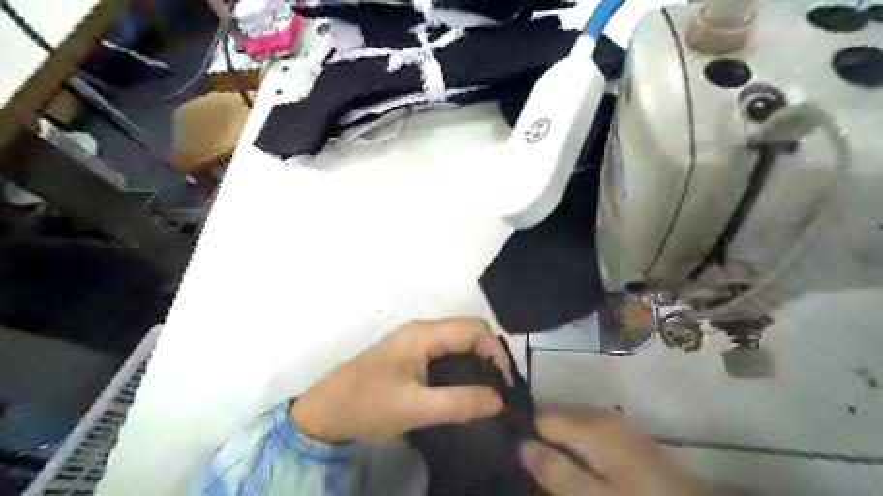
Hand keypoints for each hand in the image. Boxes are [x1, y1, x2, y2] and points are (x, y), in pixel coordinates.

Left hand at [292, 320, 511, 442]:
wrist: (326, 411)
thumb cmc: (369, 405)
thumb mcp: (415, 408)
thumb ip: (459, 403)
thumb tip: (499, 399)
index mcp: (424, 334)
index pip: (474, 329)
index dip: (495, 351)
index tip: (505, 384)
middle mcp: (422, 329)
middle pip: (468, 331)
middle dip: (489, 355)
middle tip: (499, 388)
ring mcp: (415, 340)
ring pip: (458, 340)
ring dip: (477, 360)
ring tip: (487, 389)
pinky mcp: (411, 352)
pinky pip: (446, 350)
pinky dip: (463, 364)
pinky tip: (465, 386)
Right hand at [518, 410, 719, 495]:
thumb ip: (557, 471)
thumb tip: (521, 445)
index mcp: (589, 425)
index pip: (541, 416)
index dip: (526, 435)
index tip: (516, 458)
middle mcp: (599, 416)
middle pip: (555, 418)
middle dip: (541, 440)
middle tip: (533, 470)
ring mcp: (615, 426)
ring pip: (572, 426)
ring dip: (559, 446)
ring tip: (554, 474)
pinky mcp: (626, 440)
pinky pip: (588, 435)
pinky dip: (578, 450)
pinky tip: (580, 472)